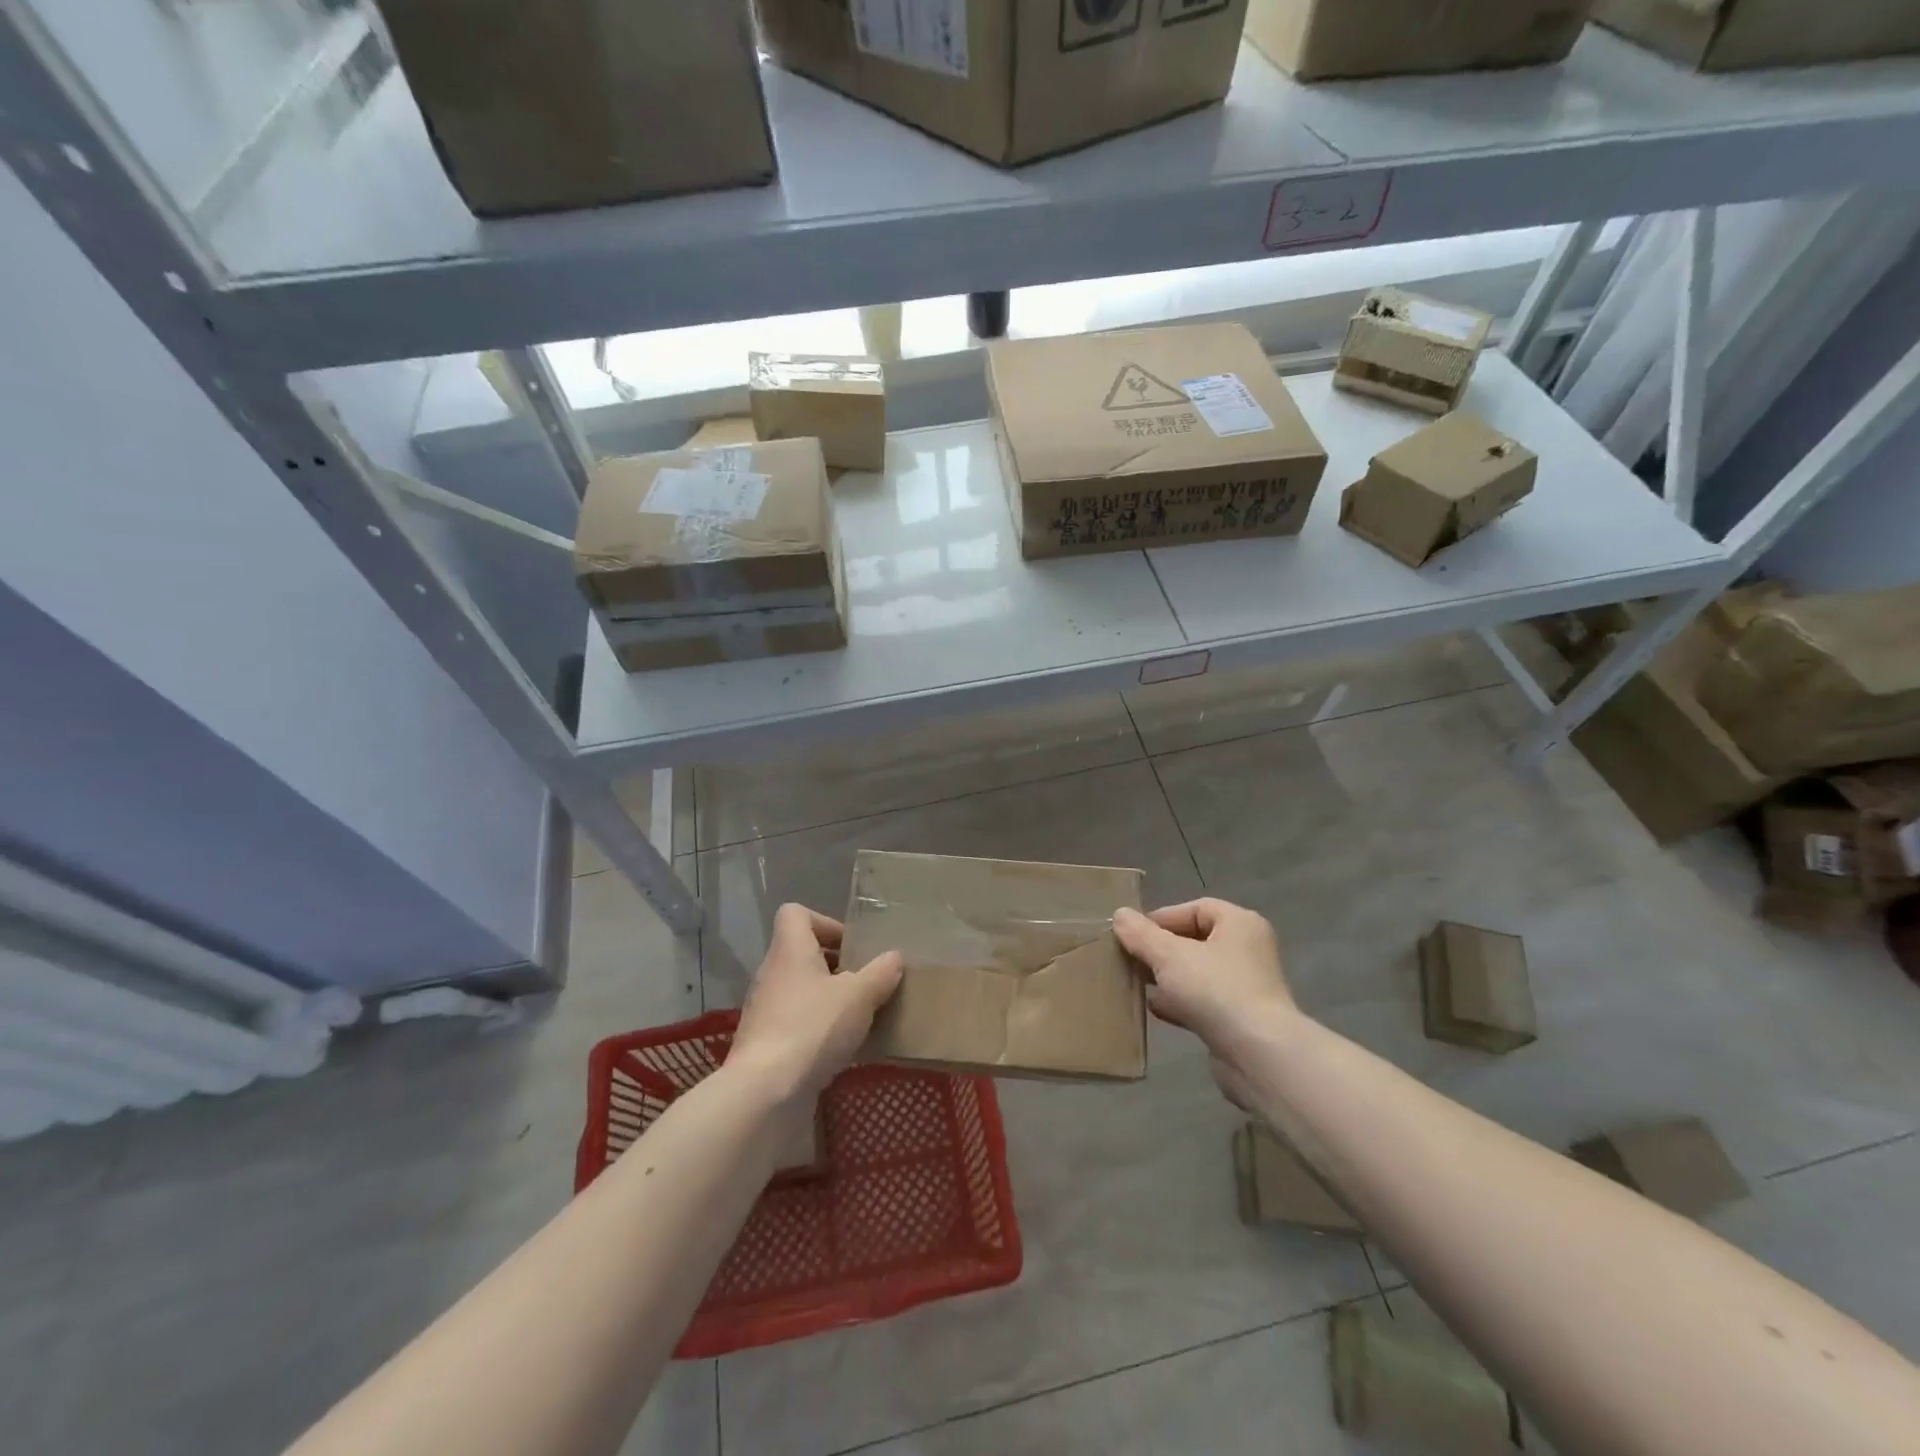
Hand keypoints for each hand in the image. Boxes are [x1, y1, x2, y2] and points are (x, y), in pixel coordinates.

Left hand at [730, 903, 901, 1103]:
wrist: (765, 1092)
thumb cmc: (813, 1027)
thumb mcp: (859, 996)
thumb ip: (880, 974)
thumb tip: (894, 957)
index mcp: (790, 950)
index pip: (795, 914)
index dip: (824, 922)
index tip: (851, 947)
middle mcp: (772, 973)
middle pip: (802, 953)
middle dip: (835, 965)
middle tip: (864, 983)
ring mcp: (765, 1010)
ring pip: (800, 990)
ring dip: (828, 999)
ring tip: (859, 1017)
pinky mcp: (765, 1043)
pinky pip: (796, 1022)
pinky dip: (818, 1029)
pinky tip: (842, 1049)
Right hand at [1114, 898, 1295, 1108]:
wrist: (1258, 1055)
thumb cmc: (1216, 990)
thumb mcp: (1169, 955)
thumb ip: (1142, 934)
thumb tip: (1120, 915)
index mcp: (1240, 924)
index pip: (1196, 909)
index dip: (1162, 918)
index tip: (1133, 935)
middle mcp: (1247, 951)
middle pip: (1195, 941)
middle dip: (1160, 950)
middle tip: (1130, 959)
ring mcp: (1246, 987)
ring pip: (1197, 973)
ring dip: (1167, 978)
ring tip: (1138, 984)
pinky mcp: (1240, 1019)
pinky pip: (1203, 1002)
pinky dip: (1180, 1003)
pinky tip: (1157, 1009)